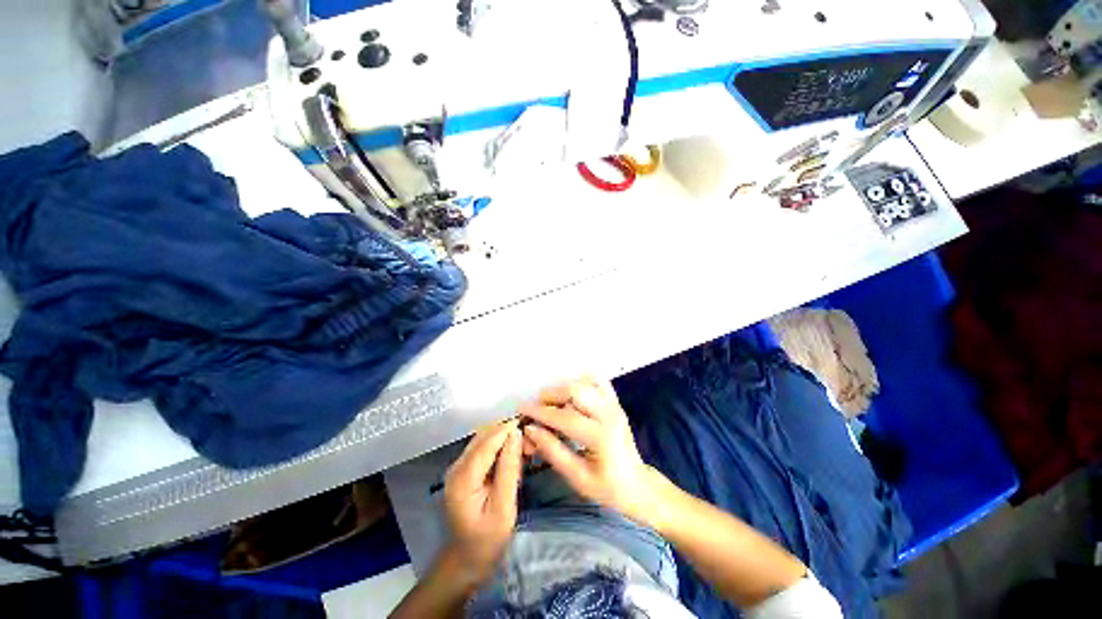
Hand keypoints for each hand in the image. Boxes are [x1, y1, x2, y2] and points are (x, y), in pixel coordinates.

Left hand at [443, 420, 522, 583]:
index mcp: (463, 478)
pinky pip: (482, 448)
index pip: (487, 442)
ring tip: (524, 445)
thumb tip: (516, 434)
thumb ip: (509, 469)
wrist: (467, 559)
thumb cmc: (488, 539)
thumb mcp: (504, 507)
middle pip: (483, 436)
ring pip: (483, 439)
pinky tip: (512, 452)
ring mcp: (458, 467)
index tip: (529, 425)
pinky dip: (498, 445)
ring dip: (503, 436)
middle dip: (507, 432)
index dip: (507, 430)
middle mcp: (456, 467)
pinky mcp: (463, 470)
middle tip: (530, 440)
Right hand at [520, 377, 665, 527]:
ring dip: (564, 388)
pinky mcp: (616, 402)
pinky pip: (598, 382)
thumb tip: (530, 430)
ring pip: (585, 383)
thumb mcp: (577, 478)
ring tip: (552, 404)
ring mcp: (614, 405)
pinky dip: (581, 383)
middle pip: (576, 391)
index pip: (565, 417)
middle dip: (551, 395)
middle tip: (537, 407)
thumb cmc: (607, 488)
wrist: (637, 485)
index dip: (540, 412)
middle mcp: (609, 414)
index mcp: (601, 437)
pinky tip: (572, 395)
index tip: (522, 409)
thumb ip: (553, 451)